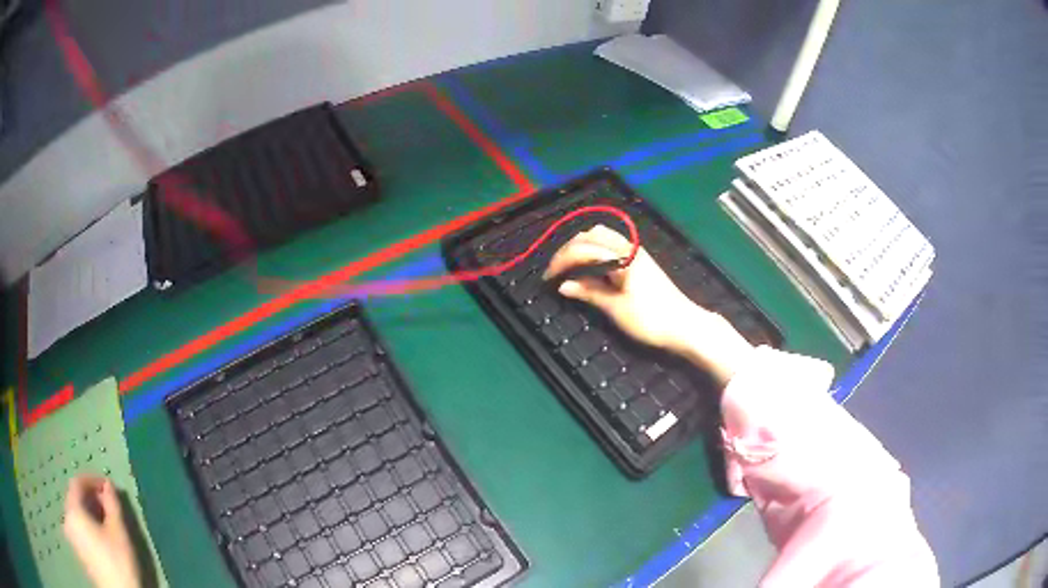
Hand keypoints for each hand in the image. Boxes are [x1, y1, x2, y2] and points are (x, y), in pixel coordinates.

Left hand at [64, 476, 140, 587]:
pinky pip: (78, 528)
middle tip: (109, 505)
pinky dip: (87, 525)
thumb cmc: (118, 562)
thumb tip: (109, 486)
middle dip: (92, 498)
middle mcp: (66, 517)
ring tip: (107, 522)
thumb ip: (113, 504)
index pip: (77, 482)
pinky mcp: (77, 549)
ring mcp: (70, 535)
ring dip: (90, 512)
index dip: (92, 480)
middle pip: (75, 498)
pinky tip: (101, 538)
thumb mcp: (119, 532)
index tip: (108, 486)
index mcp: (72, 509)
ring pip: (76, 514)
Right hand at [544, 225, 753, 386]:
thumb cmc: (650, 319)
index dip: (561, 261)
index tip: (547, 278)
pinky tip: (589, 267)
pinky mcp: (640, 260)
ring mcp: (636, 252)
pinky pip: (611, 246)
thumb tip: (563, 286)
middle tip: (555, 271)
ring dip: (582, 247)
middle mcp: (629, 247)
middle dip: (569, 250)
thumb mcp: (615, 308)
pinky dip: (594, 251)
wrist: (685, 325)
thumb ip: (589, 292)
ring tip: (568, 267)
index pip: (583, 249)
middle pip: (591, 235)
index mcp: (622, 257)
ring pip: (602, 237)